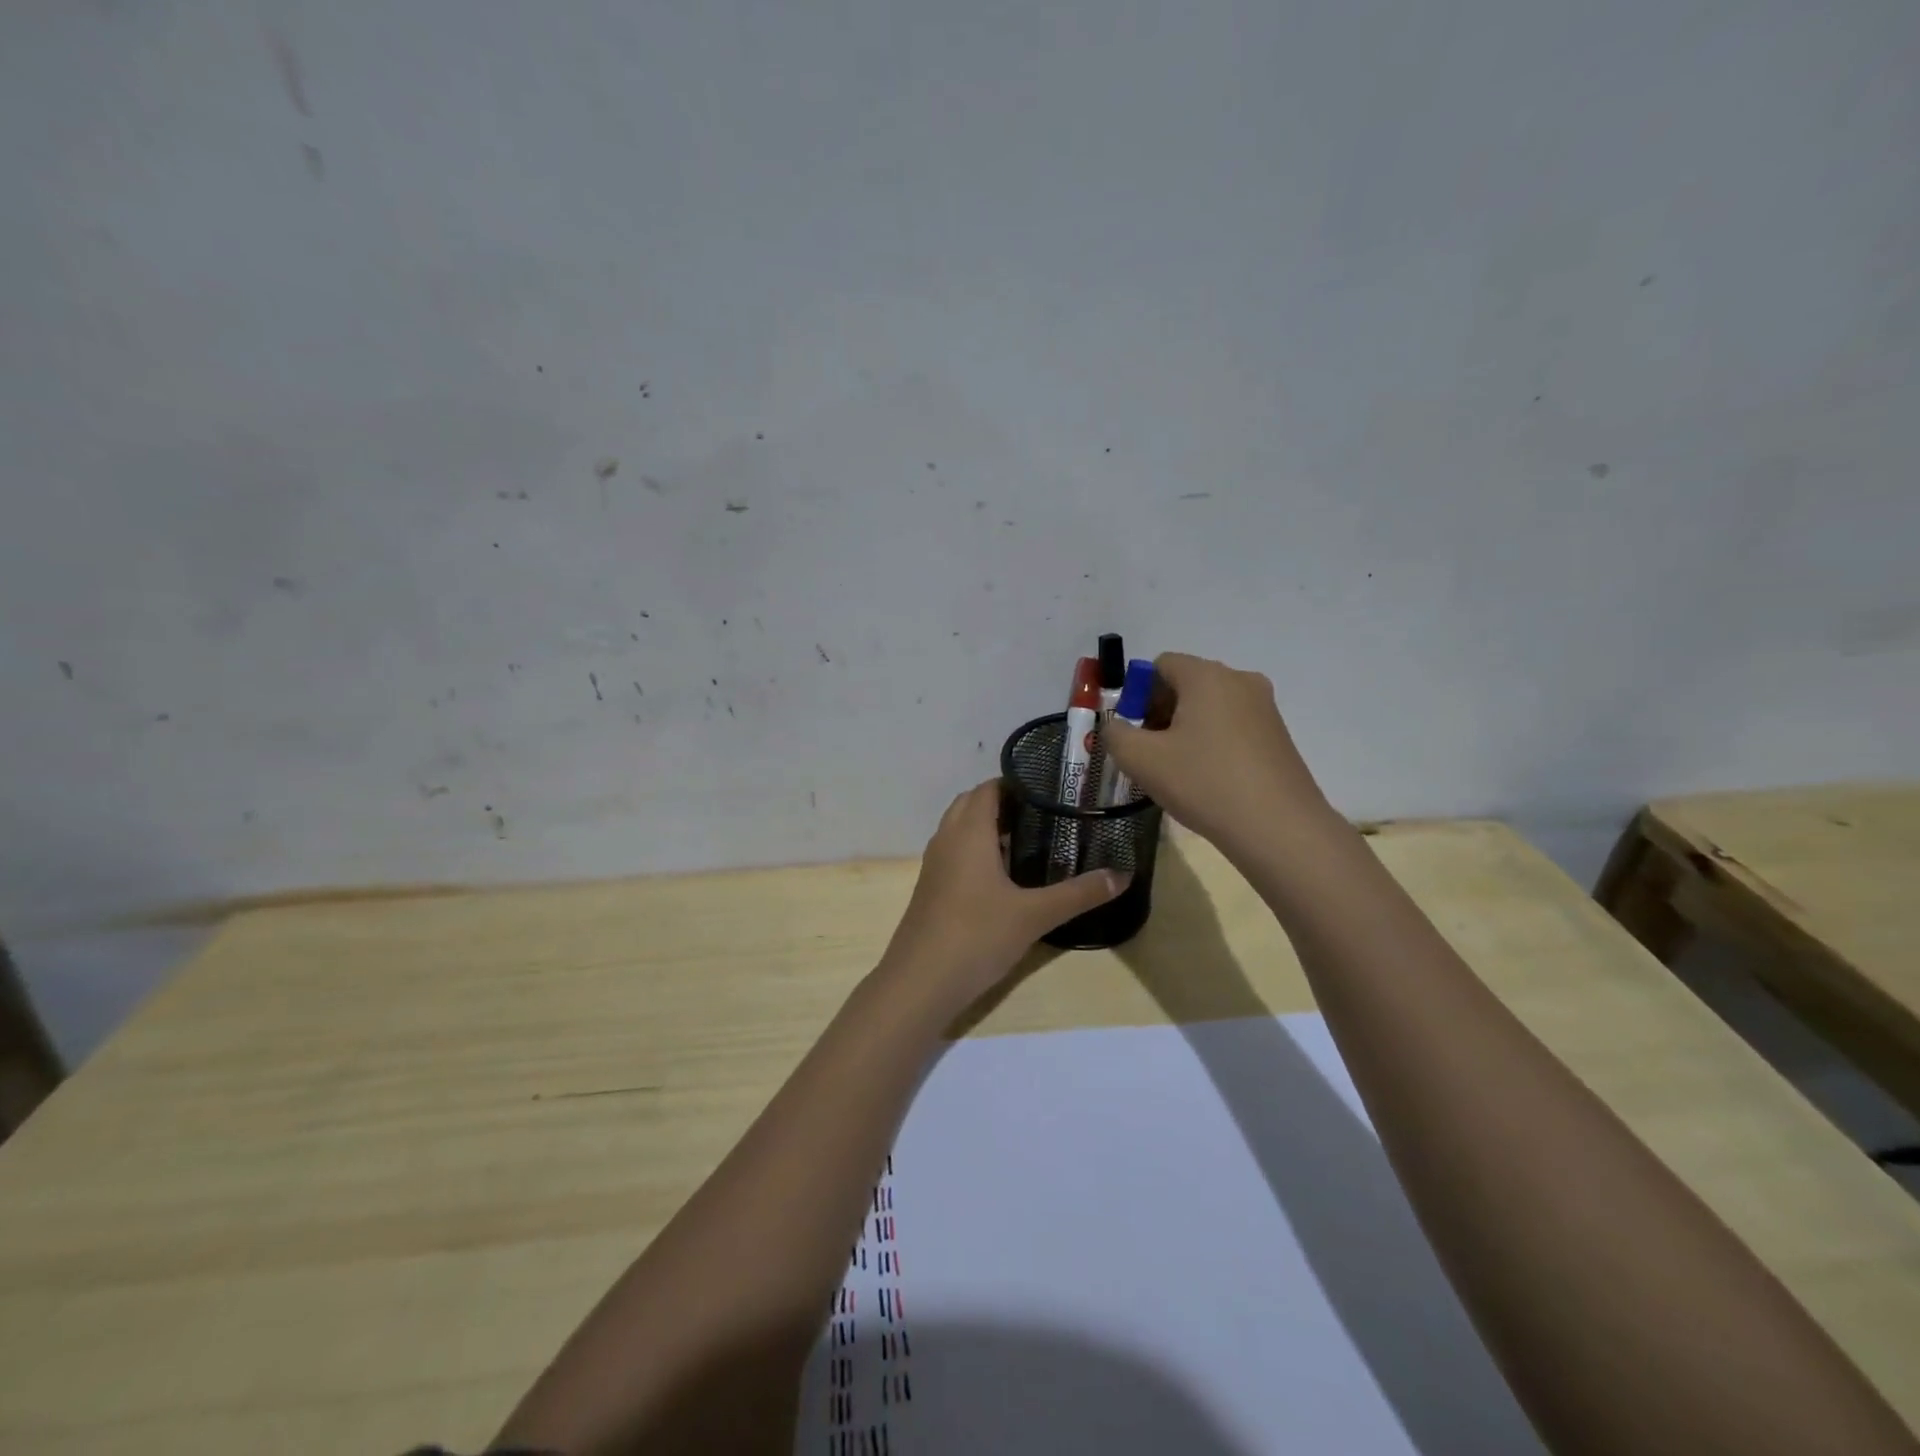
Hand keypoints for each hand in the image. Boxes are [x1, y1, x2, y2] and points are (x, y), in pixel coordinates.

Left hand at [879, 781, 1126, 1006]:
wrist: (920, 982)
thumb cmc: (977, 935)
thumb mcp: (1034, 915)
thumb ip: (1079, 893)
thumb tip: (1123, 875)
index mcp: (969, 832)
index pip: (988, 788)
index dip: (1016, 782)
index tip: (1050, 789)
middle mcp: (947, 839)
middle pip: (971, 803)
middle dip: (1003, 802)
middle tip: (1044, 814)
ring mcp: (934, 865)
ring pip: (960, 829)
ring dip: (987, 827)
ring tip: (1029, 840)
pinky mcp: (931, 889)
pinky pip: (954, 853)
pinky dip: (976, 851)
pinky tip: (1003, 877)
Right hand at [1101, 652, 1333, 856]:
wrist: (1279, 827)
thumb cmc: (1204, 783)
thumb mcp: (1140, 759)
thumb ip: (1115, 734)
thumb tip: (1117, 727)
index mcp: (1207, 676)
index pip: (1160, 664)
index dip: (1137, 694)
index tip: (1133, 731)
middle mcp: (1240, 680)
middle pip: (1186, 683)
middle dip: (1160, 712)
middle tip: (1150, 752)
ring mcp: (1265, 708)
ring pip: (1210, 707)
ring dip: (1186, 729)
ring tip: (1178, 770)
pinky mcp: (1279, 736)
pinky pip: (1233, 726)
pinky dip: (1213, 743)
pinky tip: (1208, 779)